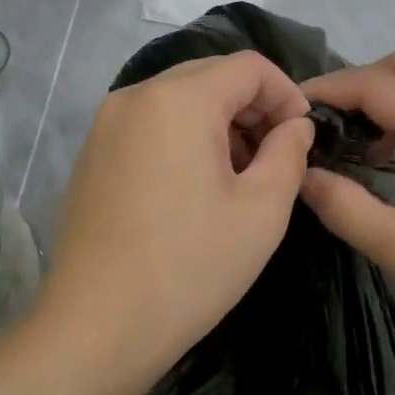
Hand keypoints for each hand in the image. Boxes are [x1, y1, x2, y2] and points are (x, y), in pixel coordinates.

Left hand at [37, 51, 314, 393]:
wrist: (97, 327)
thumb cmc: (190, 267)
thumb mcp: (262, 211)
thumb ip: (289, 153)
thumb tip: (295, 127)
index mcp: (178, 100)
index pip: (248, 67)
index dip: (287, 94)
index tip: (303, 138)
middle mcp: (134, 97)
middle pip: (210, 76)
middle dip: (253, 108)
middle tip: (276, 157)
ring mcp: (105, 126)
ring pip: (178, 100)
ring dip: (219, 124)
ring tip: (239, 177)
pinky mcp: (91, 156)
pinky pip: (149, 125)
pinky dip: (183, 139)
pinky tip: (195, 189)